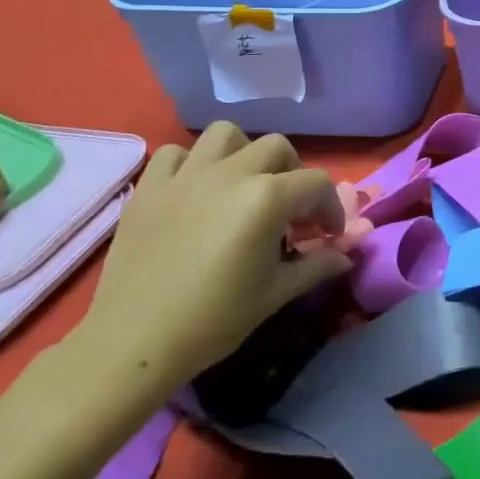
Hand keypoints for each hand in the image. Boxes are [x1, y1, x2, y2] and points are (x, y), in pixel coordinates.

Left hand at [69, 123, 349, 402]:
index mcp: (267, 198)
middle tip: (290, 210)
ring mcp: (186, 176)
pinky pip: (175, 154)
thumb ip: (316, 266)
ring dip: (243, 154)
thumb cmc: (214, 320)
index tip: (327, 235)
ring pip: (226, 135)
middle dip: (293, 174)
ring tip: (243, 186)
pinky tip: (195, 191)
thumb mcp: (276, 294)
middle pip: (277, 148)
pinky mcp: (150, 188)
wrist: (134, 343)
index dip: (331, 208)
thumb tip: (346, 256)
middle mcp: (231, 173)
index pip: (317, 183)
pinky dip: (191, 164)